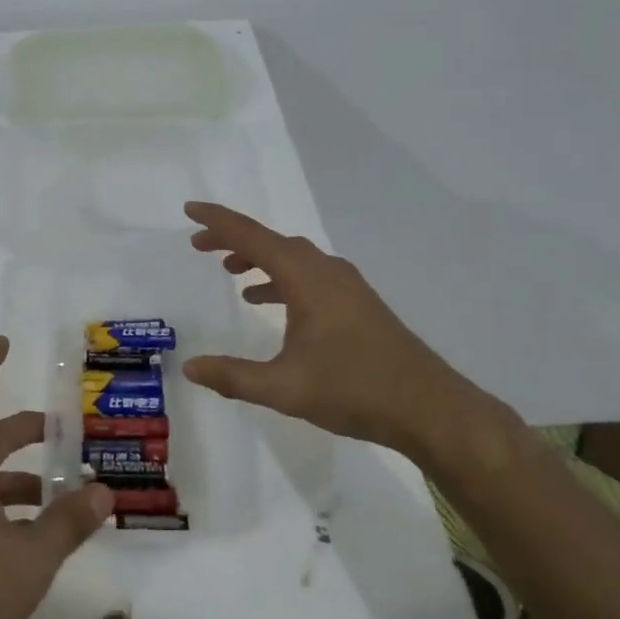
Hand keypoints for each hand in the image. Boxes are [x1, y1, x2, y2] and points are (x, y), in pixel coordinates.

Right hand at [182, 201, 494, 456]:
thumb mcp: (285, 388)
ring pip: (293, 257)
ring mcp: (346, 286)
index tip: (189, 210)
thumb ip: (234, 376)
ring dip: (259, 258)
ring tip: (229, 271)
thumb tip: (190, 368)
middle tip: (199, 246)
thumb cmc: (355, 390)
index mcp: (307, 279)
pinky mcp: (357, 303)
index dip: (218, 222)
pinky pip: (309, 275)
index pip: (252, 237)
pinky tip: (269, 303)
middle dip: (233, 239)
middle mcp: (326, 271)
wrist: (430, 408)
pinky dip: (281, 278)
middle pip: (272, 241)